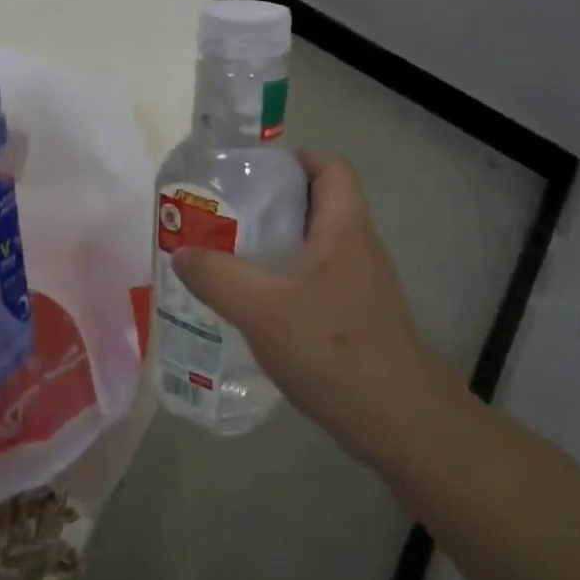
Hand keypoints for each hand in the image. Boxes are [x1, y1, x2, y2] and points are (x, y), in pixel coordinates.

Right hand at [171, 150, 448, 445]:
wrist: (398, 421)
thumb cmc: (332, 349)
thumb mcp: (260, 309)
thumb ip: (216, 276)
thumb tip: (181, 253)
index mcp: (344, 229)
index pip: (330, 168)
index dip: (294, 158)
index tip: (250, 170)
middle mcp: (358, 248)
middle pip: (318, 204)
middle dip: (271, 201)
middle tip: (224, 211)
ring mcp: (361, 285)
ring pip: (315, 245)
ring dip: (275, 243)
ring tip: (228, 252)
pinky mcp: (357, 317)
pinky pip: (316, 279)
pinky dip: (285, 278)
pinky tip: (253, 302)